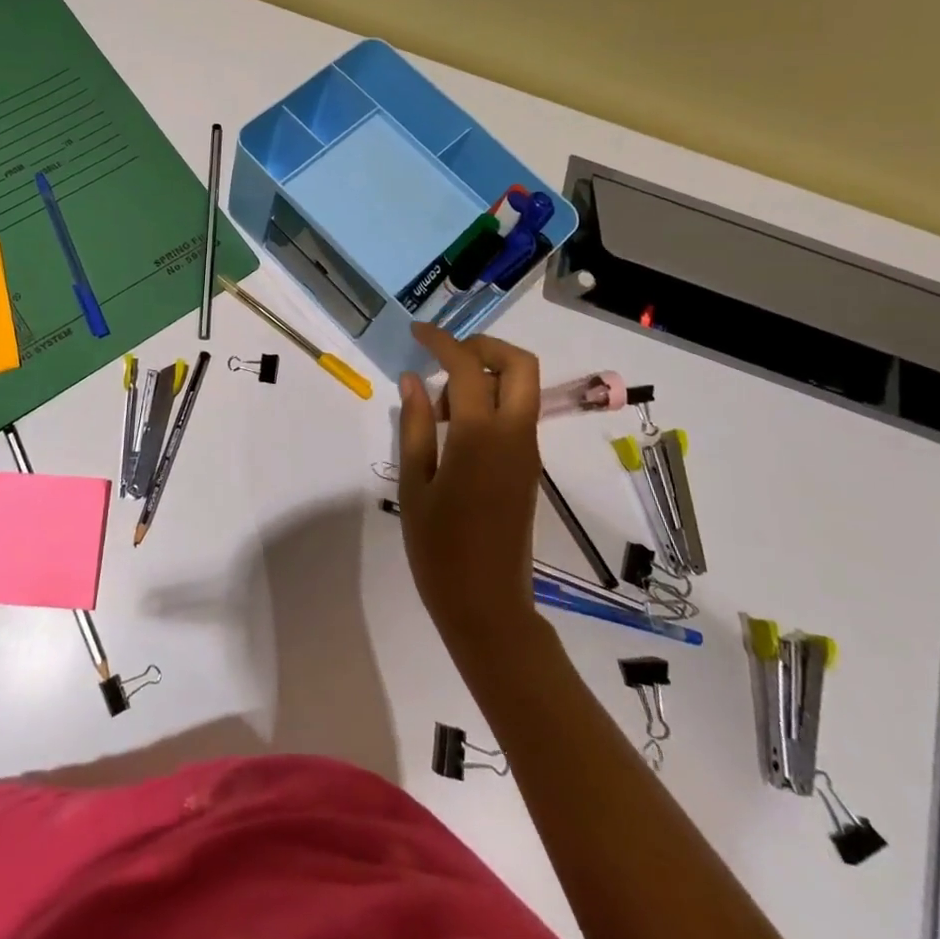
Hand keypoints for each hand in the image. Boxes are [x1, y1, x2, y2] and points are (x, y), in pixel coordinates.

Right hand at [397, 323, 544, 657]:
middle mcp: (514, 435)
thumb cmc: (439, 549)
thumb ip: (415, 426)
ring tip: (440, 405)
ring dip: (485, 376)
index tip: (416, 333)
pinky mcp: (528, 468)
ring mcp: (527, 451)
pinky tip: (454, 428)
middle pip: (519, 364)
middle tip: (445, 355)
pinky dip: (490, 401)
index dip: (441, 342)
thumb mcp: (414, 484)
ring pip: (521, 387)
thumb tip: (411, 380)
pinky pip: (516, 414)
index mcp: (480, 436)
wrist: (487, 606)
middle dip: (484, 346)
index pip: (467, 367)